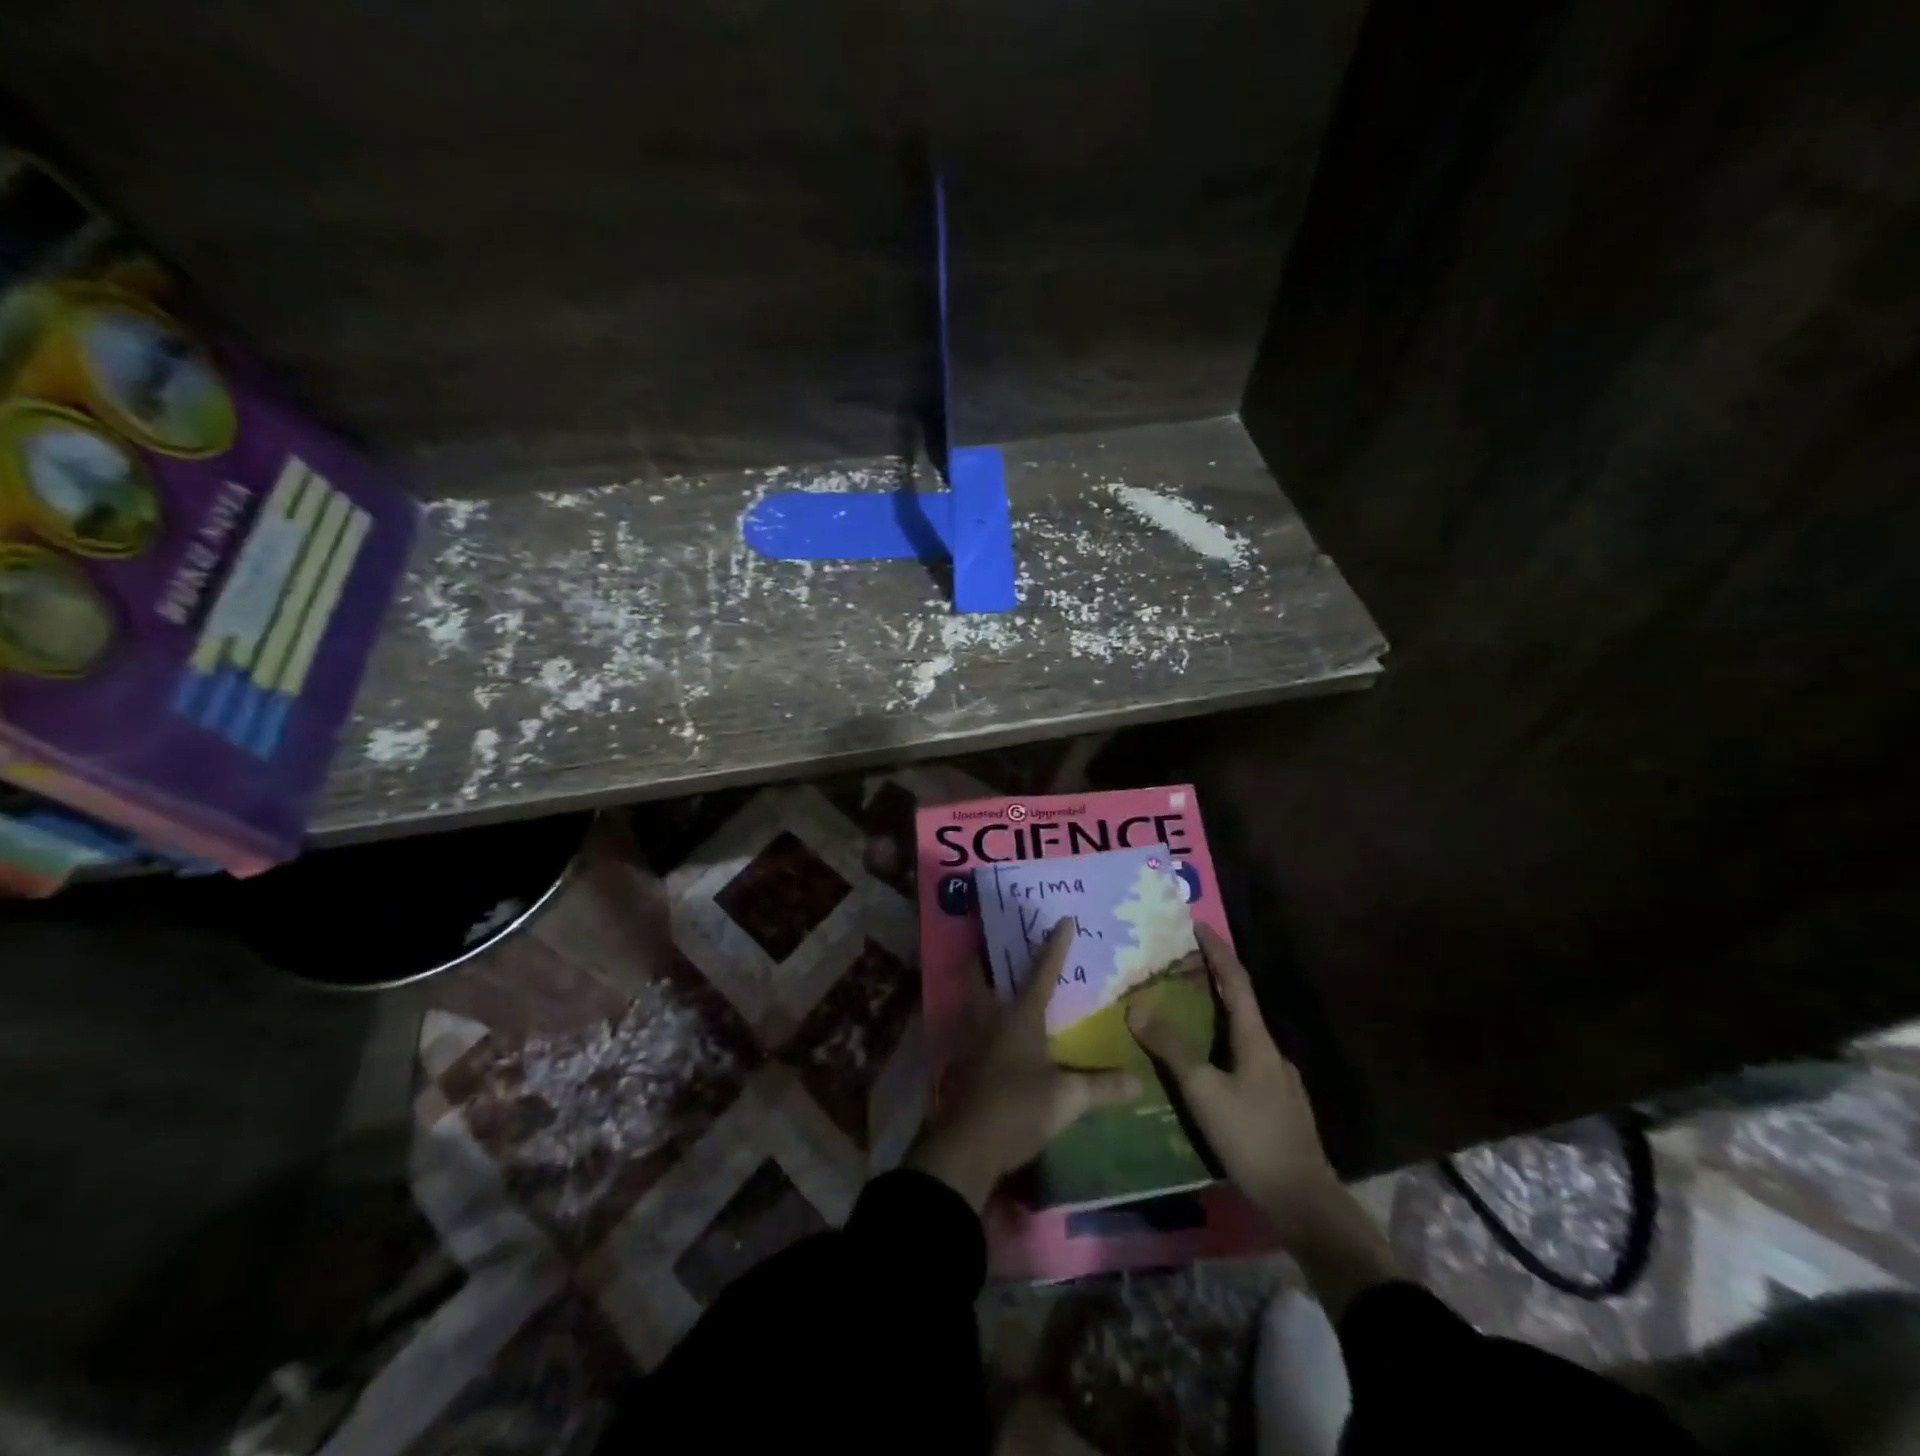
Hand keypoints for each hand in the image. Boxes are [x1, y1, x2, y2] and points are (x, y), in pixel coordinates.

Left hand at [911, 918, 1142, 1210]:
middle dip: (986, 955)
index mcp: (1019, 1017)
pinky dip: (976, 1018)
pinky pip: (968, 1027)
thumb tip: (1140, 1081)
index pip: (1042, 973)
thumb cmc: (1017, 1109)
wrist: (966, 1147)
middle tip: (995, 939)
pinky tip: (986, 1030)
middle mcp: (990, 1018)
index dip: (1054, 946)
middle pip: (982, 975)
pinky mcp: (960, 1063)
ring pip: (970, 999)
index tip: (1063, 920)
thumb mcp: (1066, 1099)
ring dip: (978, 984)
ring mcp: (970, 1040)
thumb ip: (1102, 1087)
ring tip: (992, 978)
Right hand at [1125, 924, 1340, 1230]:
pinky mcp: (1278, 1105)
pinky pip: (1245, 1060)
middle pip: (1240, 1004)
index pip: (1236, 981)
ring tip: (1184, 1015)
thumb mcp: (1203, 1091)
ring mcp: (1278, 1080)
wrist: (1304, 1201)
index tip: (1197, 925)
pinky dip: (1222, 1046)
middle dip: (1212, 981)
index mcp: (1256, 1039)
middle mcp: (1271, 1051)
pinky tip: (1207, 1068)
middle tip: (1178, 969)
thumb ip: (1171, 1048)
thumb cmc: (1252, 1137)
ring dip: (1216, 1015)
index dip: (1217, 951)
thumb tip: (1136, 1007)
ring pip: (1242, 1035)